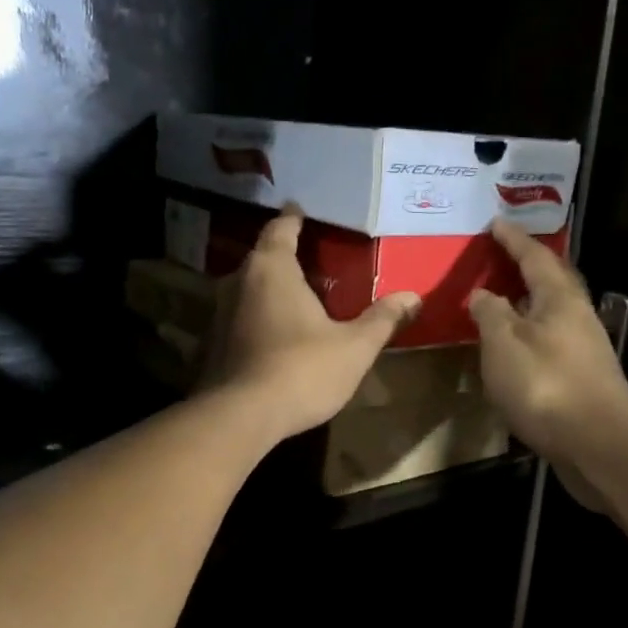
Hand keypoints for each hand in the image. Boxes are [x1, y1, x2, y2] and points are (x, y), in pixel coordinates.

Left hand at [204, 205, 420, 439]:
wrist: (240, 417)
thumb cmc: (301, 370)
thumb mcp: (353, 347)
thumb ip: (382, 319)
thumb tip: (414, 296)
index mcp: (271, 269)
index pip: (280, 229)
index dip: (293, 218)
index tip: (301, 210)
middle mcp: (238, 282)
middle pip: (261, 257)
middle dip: (283, 254)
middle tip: (309, 256)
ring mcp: (219, 314)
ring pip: (248, 288)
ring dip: (269, 288)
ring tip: (296, 294)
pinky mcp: (213, 345)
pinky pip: (240, 317)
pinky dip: (258, 316)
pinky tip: (275, 332)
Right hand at [468, 220, 627, 490]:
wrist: (599, 445)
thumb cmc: (546, 386)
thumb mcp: (504, 344)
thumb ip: (491, 315)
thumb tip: (483, 294)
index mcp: (559, 299)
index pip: (534, 257)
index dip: (513, 240)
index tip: (495, 222)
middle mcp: (577, 317)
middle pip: (551, 281)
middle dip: (526, 266)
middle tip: (501, 255)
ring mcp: (583, 349)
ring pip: (551, 313)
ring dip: (526, 303)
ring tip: (500, 299)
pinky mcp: (581, 379)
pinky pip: (549, 341)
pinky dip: (528, 334)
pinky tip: (513, 349)